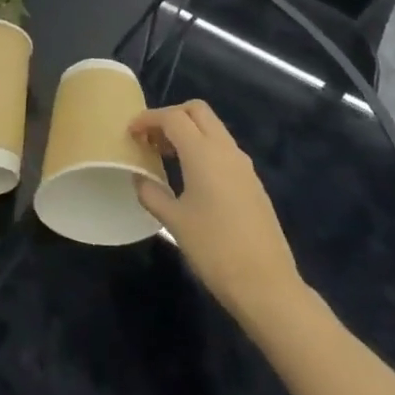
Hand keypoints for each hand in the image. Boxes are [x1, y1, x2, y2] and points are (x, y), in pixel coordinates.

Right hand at [130, 101, 303, 321]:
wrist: (265, 283)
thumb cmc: (214, 248)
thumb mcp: (173, 221)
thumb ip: (151, 193)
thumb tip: (139, 178)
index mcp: (203, 153)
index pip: (173, 117)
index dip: (148, 119)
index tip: (130, 132)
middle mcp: (226, 150)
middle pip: (197, 111)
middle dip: (171, 116)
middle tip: (150, 138)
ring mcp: (243, 165)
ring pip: (213, 128)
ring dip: (188, 131)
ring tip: (164, 156)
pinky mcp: (252, 182)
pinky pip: (223, 149)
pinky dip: (203, 148)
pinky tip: (190, 176)